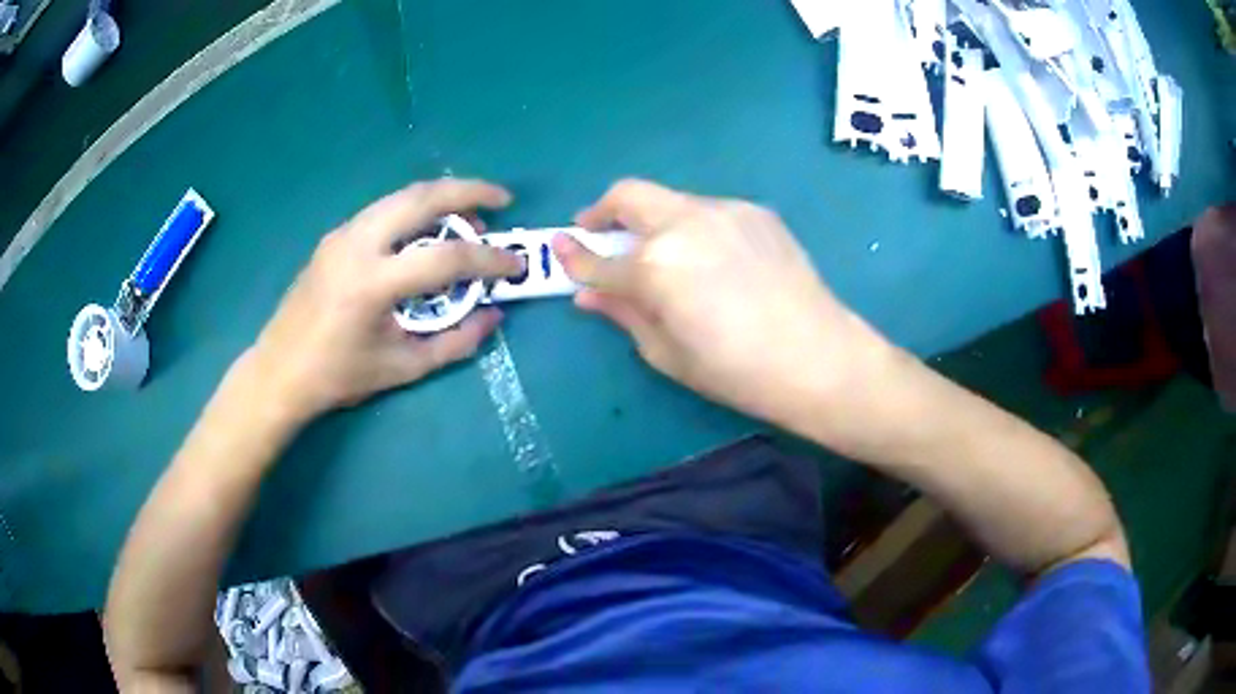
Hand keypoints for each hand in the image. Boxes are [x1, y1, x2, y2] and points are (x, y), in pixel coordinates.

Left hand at [246, 179, 523, 421]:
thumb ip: (455, 342)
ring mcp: (342, 234)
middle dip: (468, 191)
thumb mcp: (403, 368)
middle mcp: (357, 244)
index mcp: (372, 283)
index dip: (488, 259)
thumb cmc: (339, 376)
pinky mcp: (335, 236)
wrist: (279, 370)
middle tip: (502, 200)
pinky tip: (429, 228)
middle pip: (421, 198)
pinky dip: (415, 209)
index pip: (445, 257)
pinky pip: (384, 209)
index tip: (515, 265)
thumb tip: (494, 315)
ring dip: (442, 197)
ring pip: (402, 195)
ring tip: (471, 214)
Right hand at [554, 179, 896, 433]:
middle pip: (628, 194)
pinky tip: (712, 259)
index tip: (559, 250)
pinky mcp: (756, 211)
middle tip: (598, 233)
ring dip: (652, 220)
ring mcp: (725, 210)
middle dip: (603, 210)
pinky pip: (709, 211)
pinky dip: (694, 227)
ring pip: (670, 200)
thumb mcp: (668, 353)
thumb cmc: (737, 371)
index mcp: (657, 266)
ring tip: (664, 255)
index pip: (598, 257)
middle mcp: (685, 223)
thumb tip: (588, 293)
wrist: (818, 358)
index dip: (573, 256)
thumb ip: (623, 313)